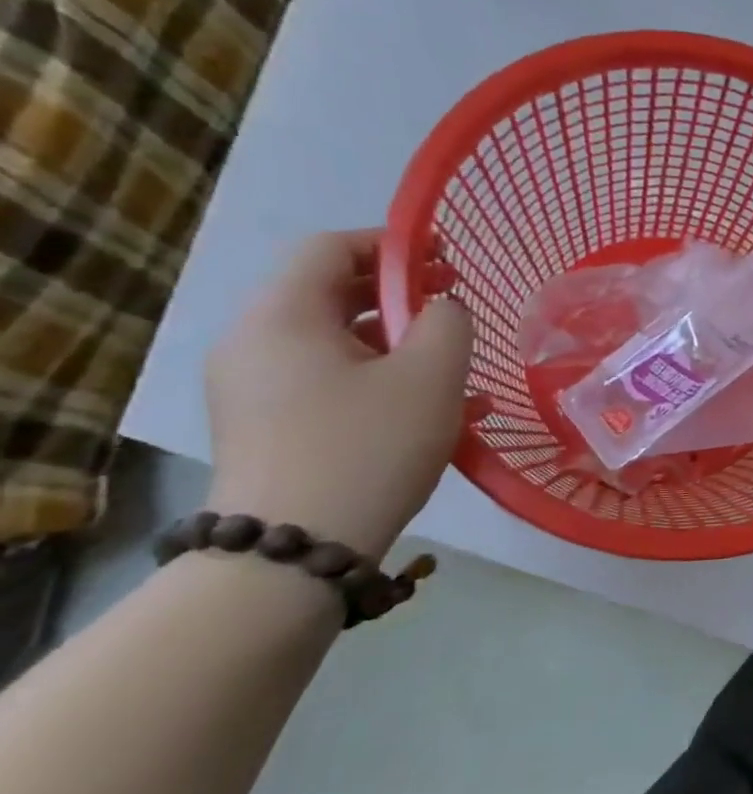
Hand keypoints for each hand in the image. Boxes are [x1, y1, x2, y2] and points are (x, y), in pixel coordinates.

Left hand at [205, 229, 472, 558]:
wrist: (294, 549)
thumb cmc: (369, 446)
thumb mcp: (431, 375)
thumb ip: (448, 322)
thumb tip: (441, 309)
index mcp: (282, 317)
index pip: (330, 248)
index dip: (392, 244)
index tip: (447, 261)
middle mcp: (254, 343)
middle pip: (331, 294)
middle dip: (401, 296)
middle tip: (457, 310)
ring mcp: (254, 389)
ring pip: (336, 344)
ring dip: (400, 345)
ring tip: (457, 369)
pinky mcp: (267, 427)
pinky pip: (329, 383)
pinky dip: (379, 381)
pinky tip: (434, 411)